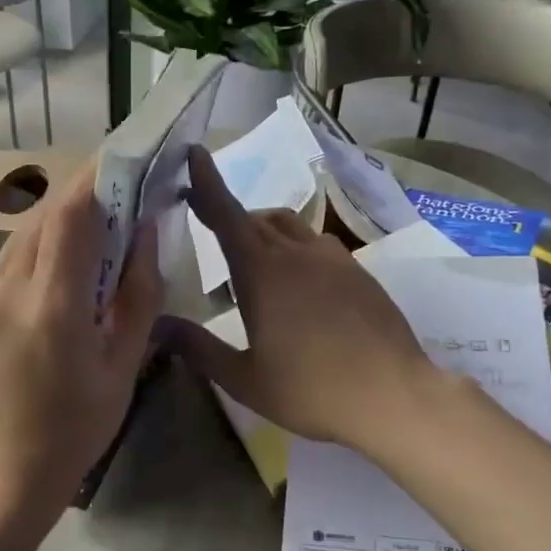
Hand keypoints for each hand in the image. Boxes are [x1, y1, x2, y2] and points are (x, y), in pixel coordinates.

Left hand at [0, 164, 161, 530]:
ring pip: (21, 235)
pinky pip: (7, 260)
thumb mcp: (124, 364)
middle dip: (81, 195)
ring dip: (58, 220)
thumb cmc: (78, 427)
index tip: (125, 160)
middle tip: (118, 191)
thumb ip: (138, 293)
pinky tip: (61, 265)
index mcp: (52, 307)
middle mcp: (7, 291)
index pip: (70, 217)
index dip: (96, 180)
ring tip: (94, 225)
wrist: (6, 472)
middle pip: (43, 217)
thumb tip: (145, 231)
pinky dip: (38, 247)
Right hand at [163, 146, 435, 452]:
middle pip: (253, 218)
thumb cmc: (311, 390)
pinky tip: (296, 283)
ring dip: (261, 230)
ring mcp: (332, 258)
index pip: (226, 214)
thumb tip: (156, 325)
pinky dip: (292, 247)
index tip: (194, 154)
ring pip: (287, 226)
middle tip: (206, 225)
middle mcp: (295, 252)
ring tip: (251, 261)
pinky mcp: (357, 271)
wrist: (395, 396)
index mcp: (261, 272)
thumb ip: (197, 348)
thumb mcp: (244, 378)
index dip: (206, 183)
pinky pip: (314, 243)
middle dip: (226, 215)